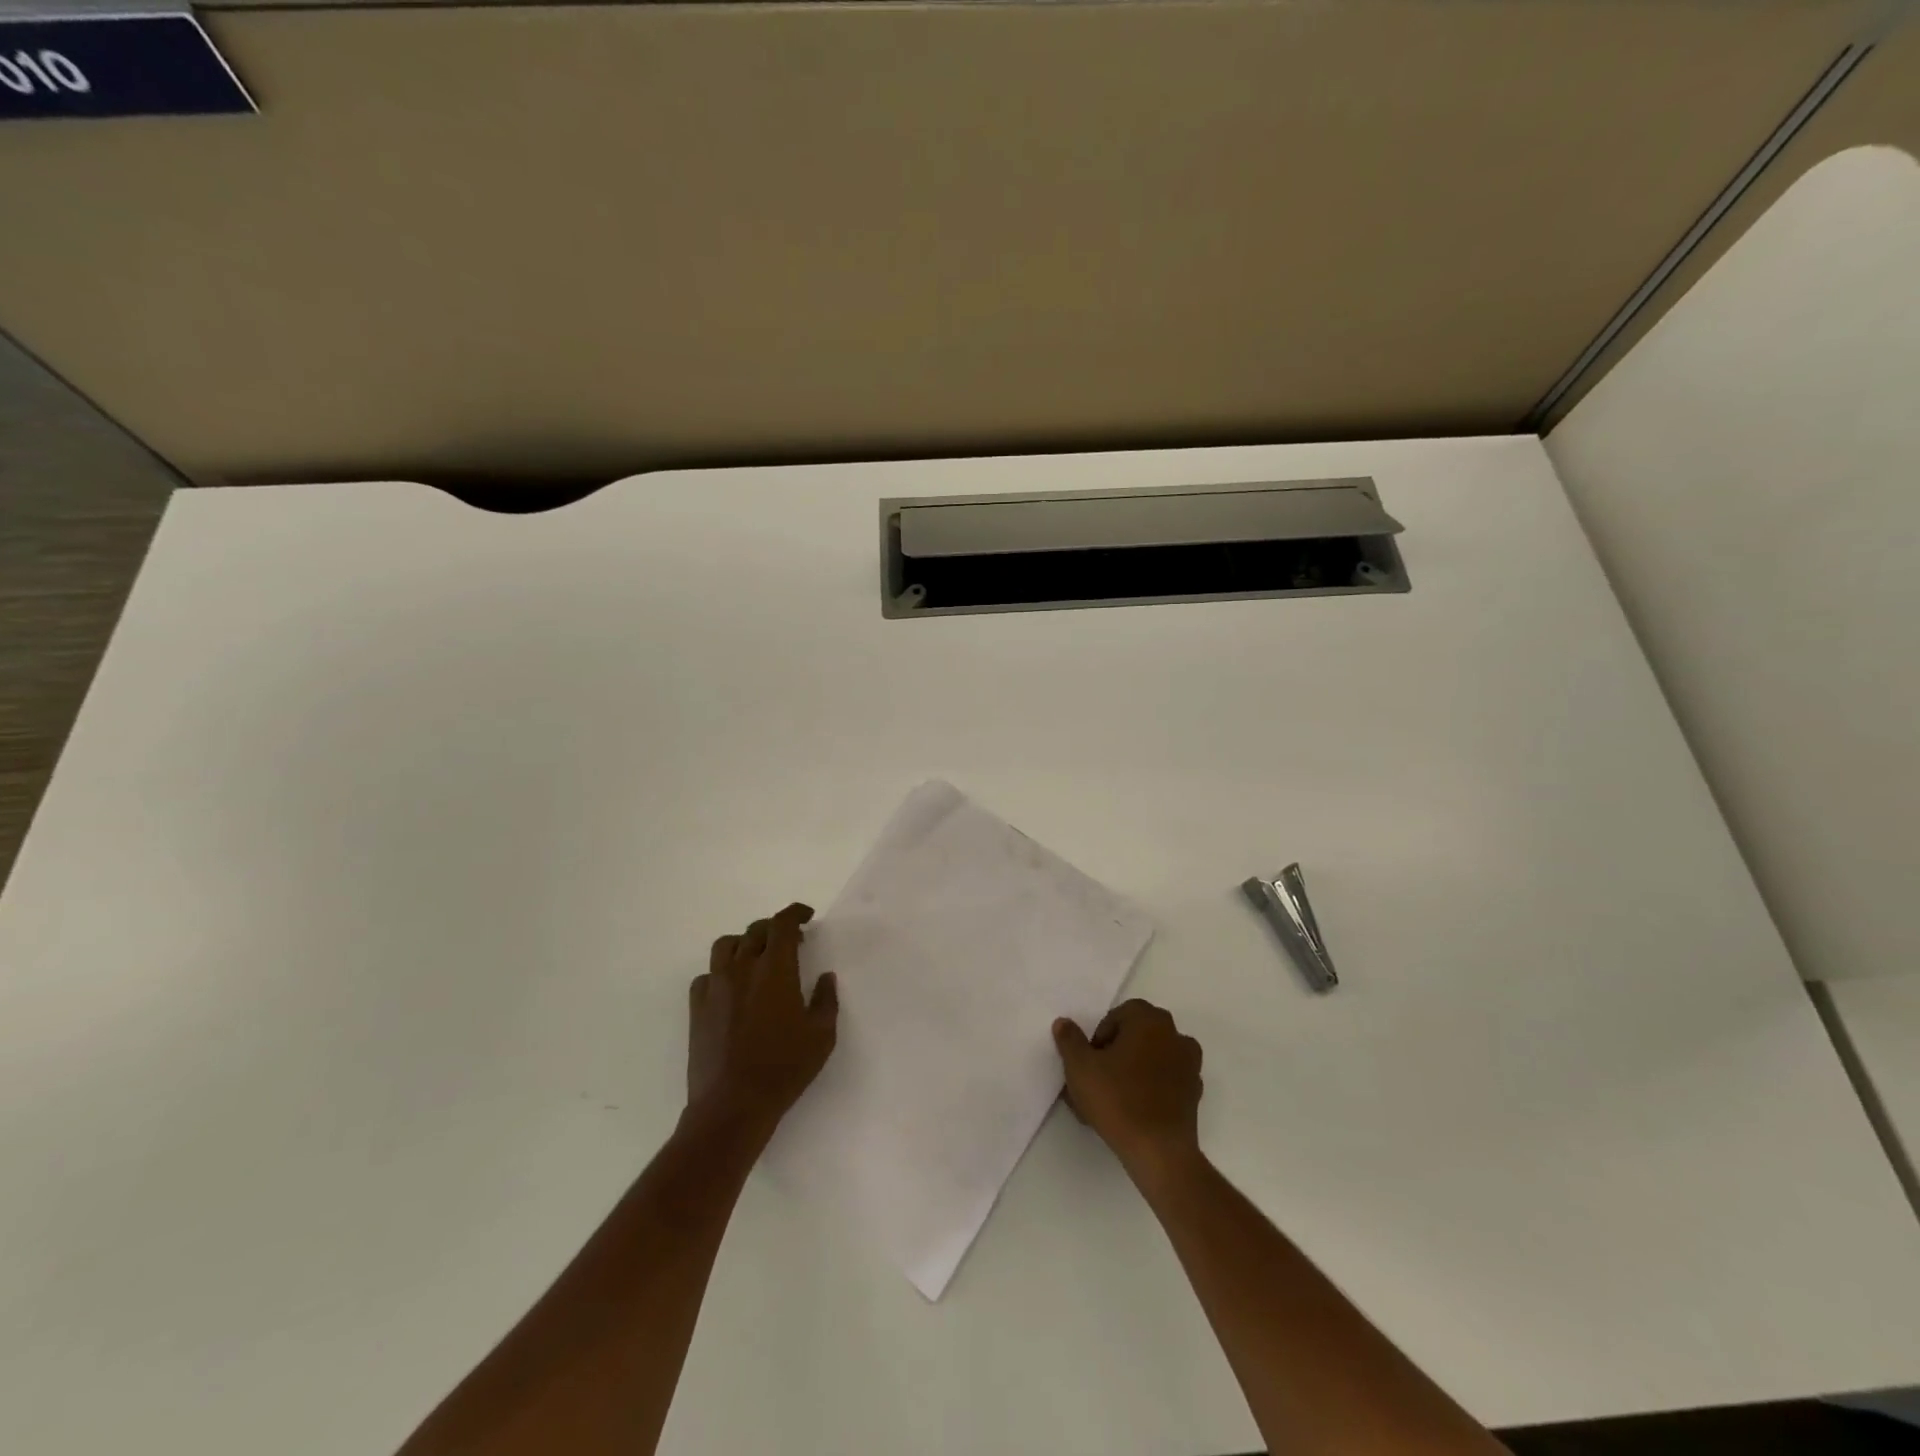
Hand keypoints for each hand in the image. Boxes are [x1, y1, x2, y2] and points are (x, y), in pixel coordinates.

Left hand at [688, 903, 838, 1142]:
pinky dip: (721, 972)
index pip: (782, 924)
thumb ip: (826, 1000)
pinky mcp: (697, 1008)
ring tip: (756, 957)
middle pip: (755, 931)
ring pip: (726, 946)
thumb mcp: (822, 1035)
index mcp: (775, 969)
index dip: (795, 913)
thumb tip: (825, 977)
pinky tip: (732, 989)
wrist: (732, 1105)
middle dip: (775, 929)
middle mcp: (742, 969)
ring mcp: (715, 987)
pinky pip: (707, 976)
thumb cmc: (784, 1068)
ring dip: (745, 943)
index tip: (806, 916)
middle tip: (791, 942)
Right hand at [1054, 999, 1203, 1185]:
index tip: (1091, 1061)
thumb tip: (1064, 1023)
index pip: (1119, 1015)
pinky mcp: (1194, 1094)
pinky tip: (1133, 1111)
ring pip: (1152, 1058)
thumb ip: (1070, 1040)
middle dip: (1117, 1051)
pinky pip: (1166, 1081)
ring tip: (1113, 1098)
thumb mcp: (1080, 1067)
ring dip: (1134, 1069)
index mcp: (1149, 1020)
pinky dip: (1151, 1089)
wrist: (1159, 1151)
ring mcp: (1189, 1065)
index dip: (1100, 1036)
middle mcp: (1174, 1035)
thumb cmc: (1117, 1099)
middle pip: (1138, 1035)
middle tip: (1098, 1078)